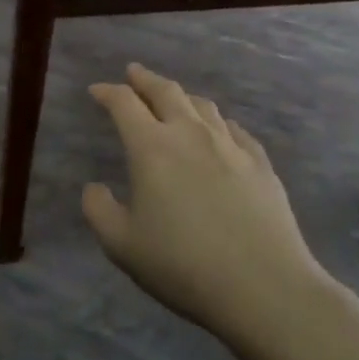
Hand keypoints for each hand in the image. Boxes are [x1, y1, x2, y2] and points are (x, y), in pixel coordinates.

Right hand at [82, 64, 331, 340]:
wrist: (264, 287)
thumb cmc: (183, 265)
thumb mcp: (122, 246)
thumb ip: (99, 211)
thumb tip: (94, 187)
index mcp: (152, 148)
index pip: (124, 104)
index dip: (107, 92)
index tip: (96, 90)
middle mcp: (190, 134)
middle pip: (166, 91)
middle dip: (145, 79)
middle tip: (133, 73)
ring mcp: (230, 146)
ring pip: (203, 105)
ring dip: (182, 96)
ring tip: (173, 98)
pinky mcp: (260, 164)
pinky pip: (234, 129)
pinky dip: (218, 122)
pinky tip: (219, 130)